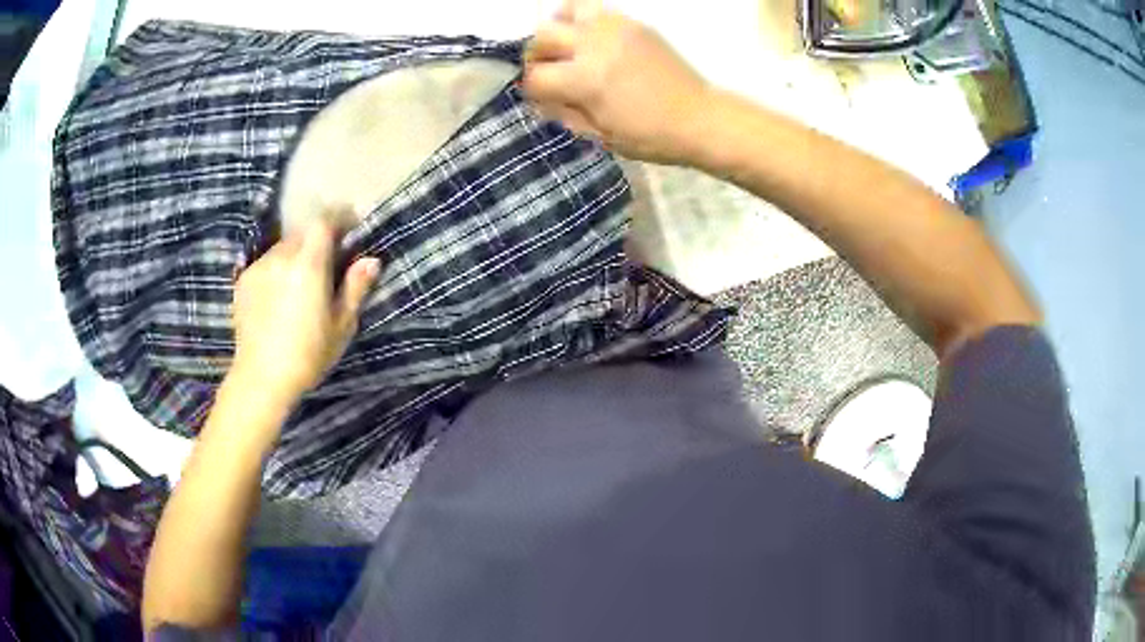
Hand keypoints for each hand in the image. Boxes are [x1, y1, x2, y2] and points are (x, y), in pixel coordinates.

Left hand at [231, 221, 379, 404]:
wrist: (261, 378)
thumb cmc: (307, 355)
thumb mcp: (341, 326)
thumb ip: (355, 288)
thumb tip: (371, 260)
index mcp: (309, 264)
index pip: (324, 221)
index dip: (339, 218)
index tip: (350, 228)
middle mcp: (281, 257)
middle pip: (303, 232)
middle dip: (318, 240)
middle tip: (328, 263)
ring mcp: (259, 267)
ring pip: (283, 247)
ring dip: (296, 255)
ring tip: (301, 284)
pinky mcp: (243, 280)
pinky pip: (267, 263)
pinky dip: (278, 269)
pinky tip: (279, 297)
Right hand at [522, 0, 712, 164]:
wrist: (701, 118)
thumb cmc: (650, 136)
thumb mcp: (600, 135)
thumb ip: (564, 112)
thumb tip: (540, 98)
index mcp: (585, 80)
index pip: (534, 77)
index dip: (531, 90)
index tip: (542, 97)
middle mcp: (594, 45)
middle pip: (541, 37)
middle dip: (537, 57)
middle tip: (551, 71)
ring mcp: (615, 29)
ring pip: (565, 12)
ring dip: (559, 30)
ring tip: (570, 47)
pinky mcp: (634, 23)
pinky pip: (596, 10)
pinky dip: (584, 21)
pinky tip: (593, 41)